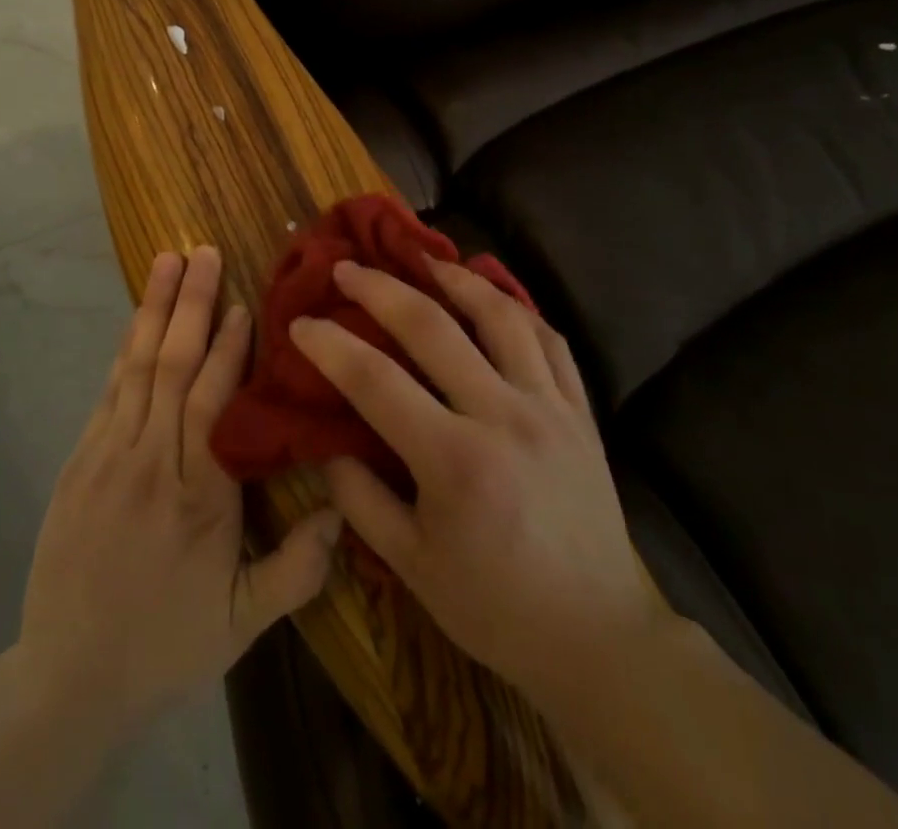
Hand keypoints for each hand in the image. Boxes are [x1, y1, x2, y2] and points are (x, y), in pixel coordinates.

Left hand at [17, 247, 342, 730]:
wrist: (69, 676)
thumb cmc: (165, 645)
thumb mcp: (242, 624)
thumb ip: (297, 569)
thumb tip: (341, 509)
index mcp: (199, 497)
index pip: (215, 403)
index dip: (229, 349)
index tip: (242, 302)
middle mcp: (152, 462)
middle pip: (174, 367)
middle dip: (191, 303)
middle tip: (203, 250)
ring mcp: (110, 455)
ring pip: (137, 367)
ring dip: (154, 309)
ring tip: (167, 261)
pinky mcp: (82, 459)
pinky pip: (109, 391)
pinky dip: (126, 348)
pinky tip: (137, 319)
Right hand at [290, 256, 670, 700]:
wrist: (598, 637)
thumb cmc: (496, 607)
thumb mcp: (411, 567)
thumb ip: (360, 500)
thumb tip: (328, 442)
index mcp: (454, 461)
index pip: (375, 380)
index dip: (329, 345)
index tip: (300, 323)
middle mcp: (503, 417)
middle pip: (432, 327)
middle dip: (380, 289)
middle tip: (347, 268)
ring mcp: (548, 407)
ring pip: (500, 316)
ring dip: (456, 278)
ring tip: (423, 259)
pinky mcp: (580, 412)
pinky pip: (550, 339)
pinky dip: (517, 308)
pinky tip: (492, 295)